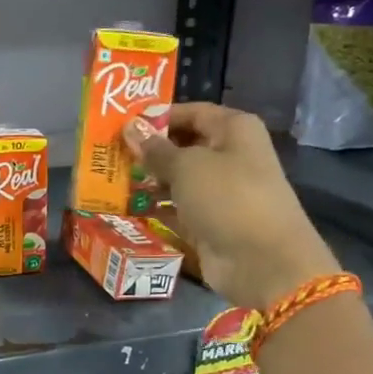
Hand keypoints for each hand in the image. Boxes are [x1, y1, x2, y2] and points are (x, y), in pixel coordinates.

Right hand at [122, 103, 339, 309]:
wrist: (263, 261)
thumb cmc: (228, 197)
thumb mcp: (187, 166)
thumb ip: (156, 149)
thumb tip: (131, 128)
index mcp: (234, 130)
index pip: (192, 112)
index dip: (158, 116)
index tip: (123, 125)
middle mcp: (229, 156)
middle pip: (183, 146)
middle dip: (149, 150)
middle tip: (110, 154)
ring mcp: (220, 192)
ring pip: (178, 179)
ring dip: (148, 180)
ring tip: (111, 180)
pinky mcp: (209, 222)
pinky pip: (177, 208)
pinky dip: (155, 208)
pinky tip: (126, 207)